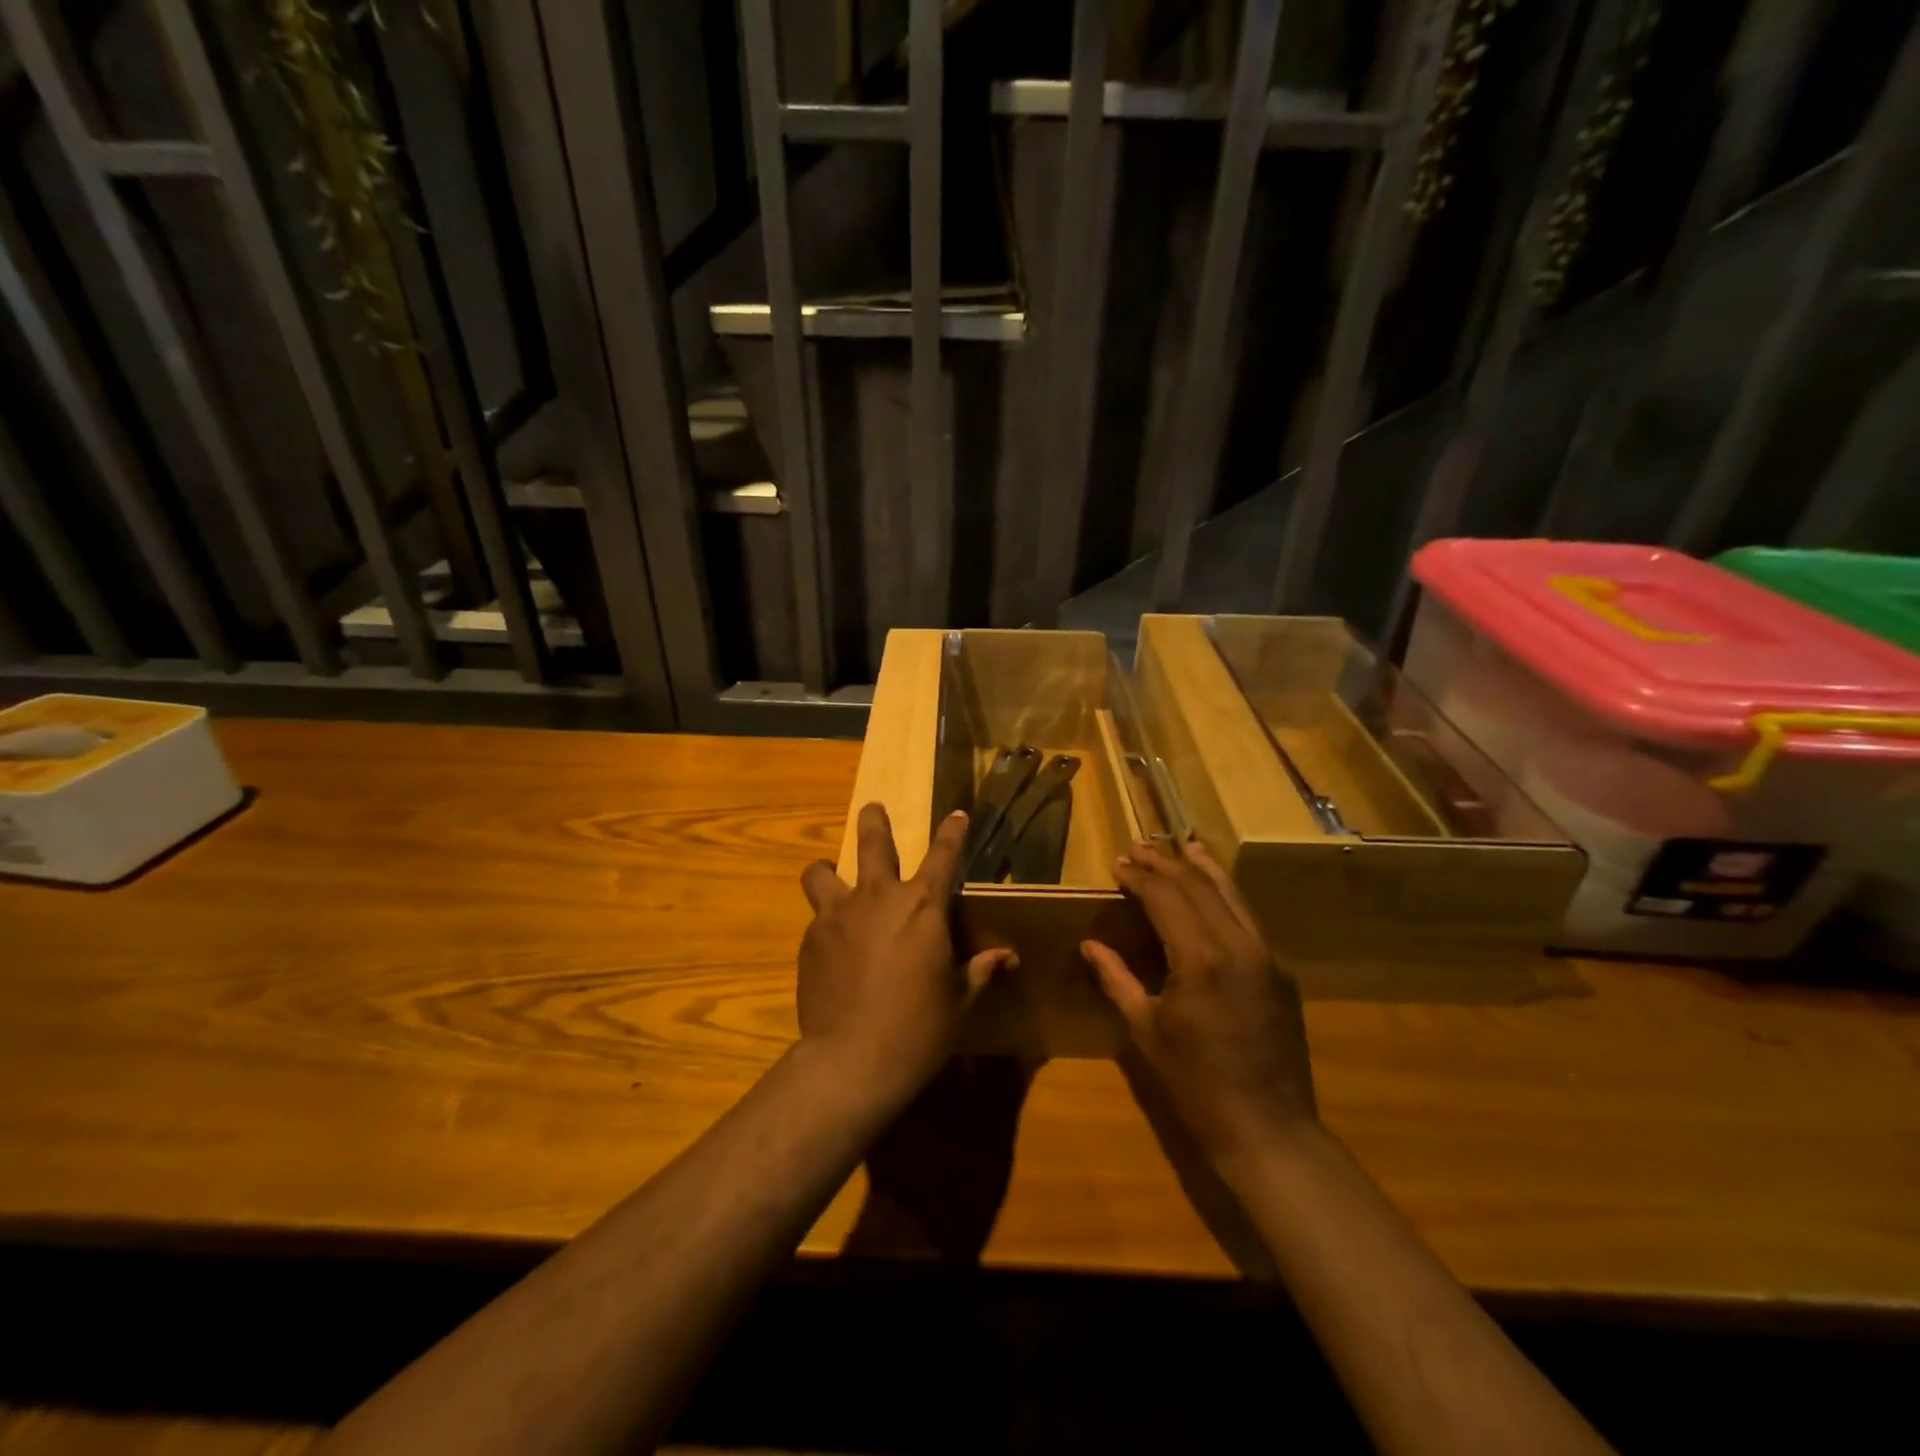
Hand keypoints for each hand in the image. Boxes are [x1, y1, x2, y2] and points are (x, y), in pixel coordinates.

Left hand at [798, 804, 1012, 1099]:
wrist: (852, 1060)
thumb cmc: (919, 1028)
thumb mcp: (960, 1000)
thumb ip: (980, 970)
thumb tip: (1007, 957)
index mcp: (923, 906)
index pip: (944, 855)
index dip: (953, 832)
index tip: (957, 815)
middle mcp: (878, 897)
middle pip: (872, 841)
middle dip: (874, 821)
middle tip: (873, 809)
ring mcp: (838, 915)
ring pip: (821, 873)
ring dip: (828, 870)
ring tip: (830, 876)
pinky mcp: (810, 940)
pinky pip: (817, 919)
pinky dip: (826, 923)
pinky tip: (832, 949)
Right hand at [1082, 839, 1316, 1172]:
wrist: (1269, 1129)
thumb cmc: (1197, 1084)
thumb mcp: (1146, 1030)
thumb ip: (1117, 979)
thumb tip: (1090, 945)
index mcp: (1201, 959)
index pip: (1166, 897)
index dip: (1140, 877)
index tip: (1118, 864)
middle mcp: (1238, 944)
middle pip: (1199, 886)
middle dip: (1166, 864)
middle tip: (1139, 848)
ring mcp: (1266, 955)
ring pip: (1232, 894)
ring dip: (1202, 869)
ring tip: (1182, 846)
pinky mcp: (1280, 970)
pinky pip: (1248, 917)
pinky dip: (1226, 895)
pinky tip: (1213, 889)